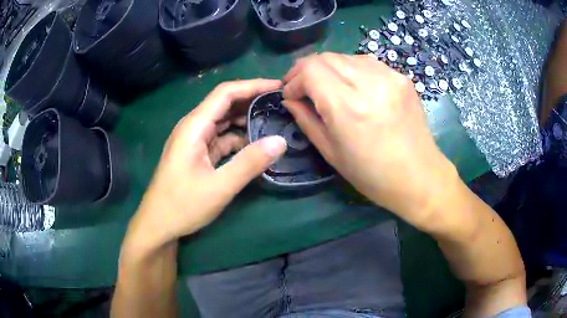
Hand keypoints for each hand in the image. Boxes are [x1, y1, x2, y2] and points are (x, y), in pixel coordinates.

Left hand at [125, 79, 286, 251]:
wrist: (158, 225)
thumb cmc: (182, 206)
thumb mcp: (219, 187)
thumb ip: (249, 163)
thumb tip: (280, 141)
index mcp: (194, 126)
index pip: (226, 93)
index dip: (253, 85)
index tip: (279, 86)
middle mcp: (193, 127)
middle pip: (225, 104)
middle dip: (252, 101)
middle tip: (281, 104)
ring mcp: (194, 141)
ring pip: (223, 122)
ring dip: (246, 120)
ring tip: (273, 122)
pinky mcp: (197, 154)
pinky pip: (220, 139)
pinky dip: (238, 139)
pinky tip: (254, 145)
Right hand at [282, 53, 459, 229]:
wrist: (419, 177)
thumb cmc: (372, 175)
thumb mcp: (331, 153)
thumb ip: (306, 119)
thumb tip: (290, 99)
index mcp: (348, 108)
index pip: (311, 70)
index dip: (294, 79)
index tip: (290, 94)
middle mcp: (370, 84)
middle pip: (326, 57)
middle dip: (307, 69)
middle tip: (302, 86)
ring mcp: (390, 77)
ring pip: (345, 57)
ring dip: (329, 68)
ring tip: (327, 87)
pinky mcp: (401, 78)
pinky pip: (367, 63)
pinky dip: (351, 70)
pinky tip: (353, 86)